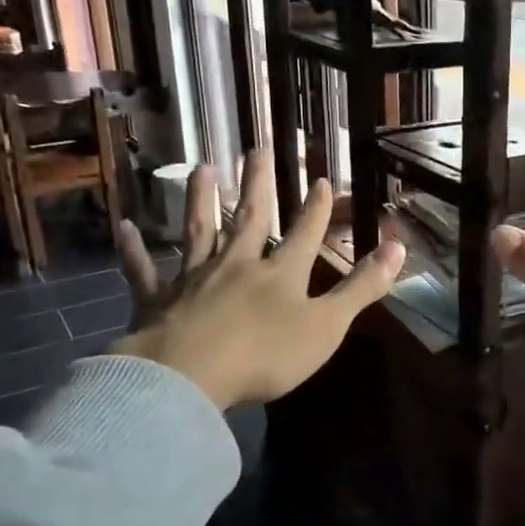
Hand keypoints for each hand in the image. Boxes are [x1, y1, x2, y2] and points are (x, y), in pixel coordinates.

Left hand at [113, 151, 406, 408]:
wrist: (188, 377)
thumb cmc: (265, 355)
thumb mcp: (327, 325)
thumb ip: (361, 287)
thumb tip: (399, 247)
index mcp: (280, 274)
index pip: (304, 233)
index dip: (315, 207)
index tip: (320, 178)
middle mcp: (237, 265)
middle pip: (250, 217)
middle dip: (258, 184)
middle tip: (257, 148)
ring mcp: (194, 279)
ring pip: (199, 232)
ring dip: (201, 200)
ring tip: (201, 168)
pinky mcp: (156, 301)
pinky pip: (143, 270)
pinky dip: (134, 249)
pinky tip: (124, 227)